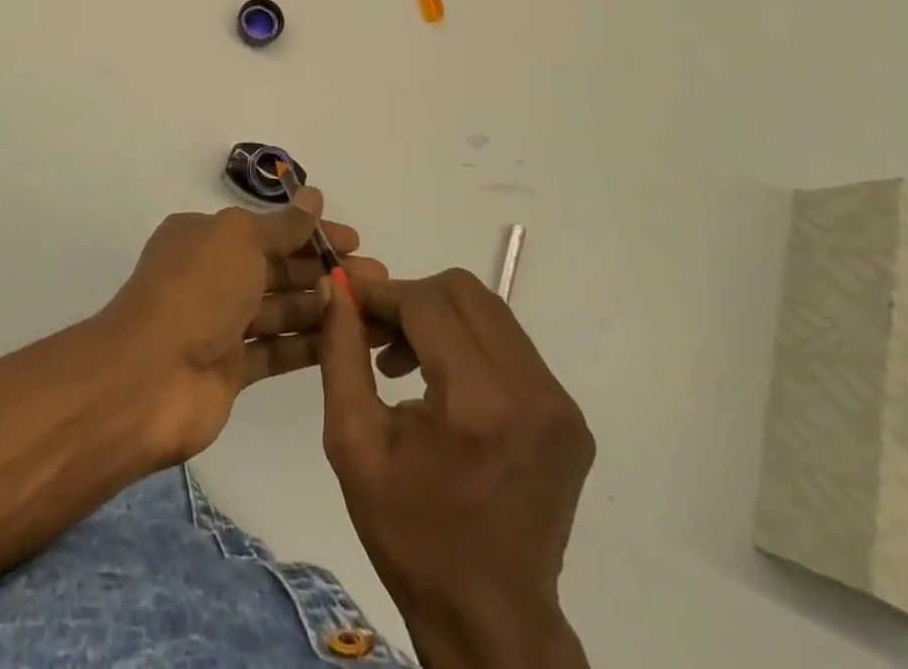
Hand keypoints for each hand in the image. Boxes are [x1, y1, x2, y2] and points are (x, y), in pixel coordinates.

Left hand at [101, 188, 387, 463]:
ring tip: (373, 309)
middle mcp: (213, 275)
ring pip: (281, 309)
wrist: (149, 379)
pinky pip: (276, 349)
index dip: (311, 233)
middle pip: (277, 269)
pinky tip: (347, 340)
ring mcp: (220, 324)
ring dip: (324, 306)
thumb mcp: (240, 240)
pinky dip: (308, 344)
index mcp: (206, 237)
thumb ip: (282, 225)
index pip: (267, 229)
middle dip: (324, 270)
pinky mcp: (230, 369)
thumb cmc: (196, 290)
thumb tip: (314, 197)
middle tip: (376, 277)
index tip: (354, 240)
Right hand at [319, 270, 593, 668]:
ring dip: (441, 318)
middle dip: (413, 298)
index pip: (426, 302)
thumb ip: (342, 353)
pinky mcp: (570, 416)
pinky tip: (443, 384)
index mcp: (477, 403)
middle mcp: (531, 390)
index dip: (382, 293)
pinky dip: (471, 344)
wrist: (490, 620)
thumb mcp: (354, 442)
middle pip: (464, 291)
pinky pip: (512, 346)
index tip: (351, 299)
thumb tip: (336, 287)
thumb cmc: (410, 535)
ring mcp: (559, 403)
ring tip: (405, 360)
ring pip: (490, 312)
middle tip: (378, 332)